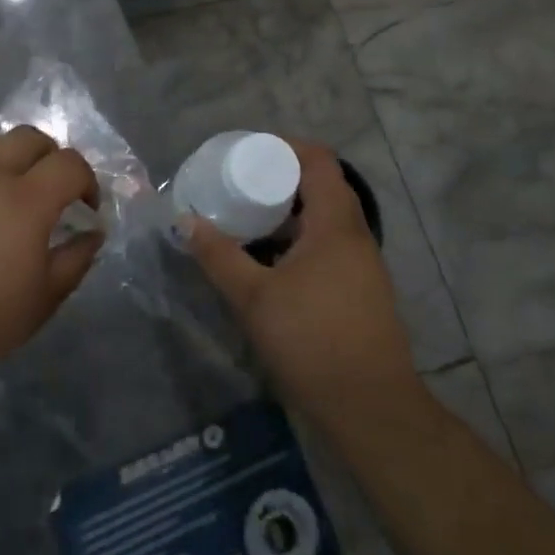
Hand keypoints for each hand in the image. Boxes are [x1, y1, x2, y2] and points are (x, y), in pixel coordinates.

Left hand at [0, 126, 101, 384]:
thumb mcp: (45, 297)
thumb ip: (77, 258)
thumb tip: (93, 232)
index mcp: (26, 200)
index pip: (70, 163)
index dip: (87, 181)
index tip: (85, 208)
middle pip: (31, 138)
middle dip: (51, 158)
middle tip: (52, 191)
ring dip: (12, 159)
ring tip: (9, 193)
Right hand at [185, 139, 416, 421]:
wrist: (370, 407)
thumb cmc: (311, 340)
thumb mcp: (253, 296)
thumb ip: (218, 255)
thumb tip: (184, 220)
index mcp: (336, 223)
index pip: (319, 160)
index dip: (286, 146)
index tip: (249, 151)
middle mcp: (355, 235)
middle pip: (322, 187)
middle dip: (281, 179)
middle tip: (240, 182)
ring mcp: (363, 264)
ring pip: (325, 220)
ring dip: (289, 213)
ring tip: (249, 218)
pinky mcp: (361, 289)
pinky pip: (329, 246)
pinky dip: (300, 240)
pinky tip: (270, 261)